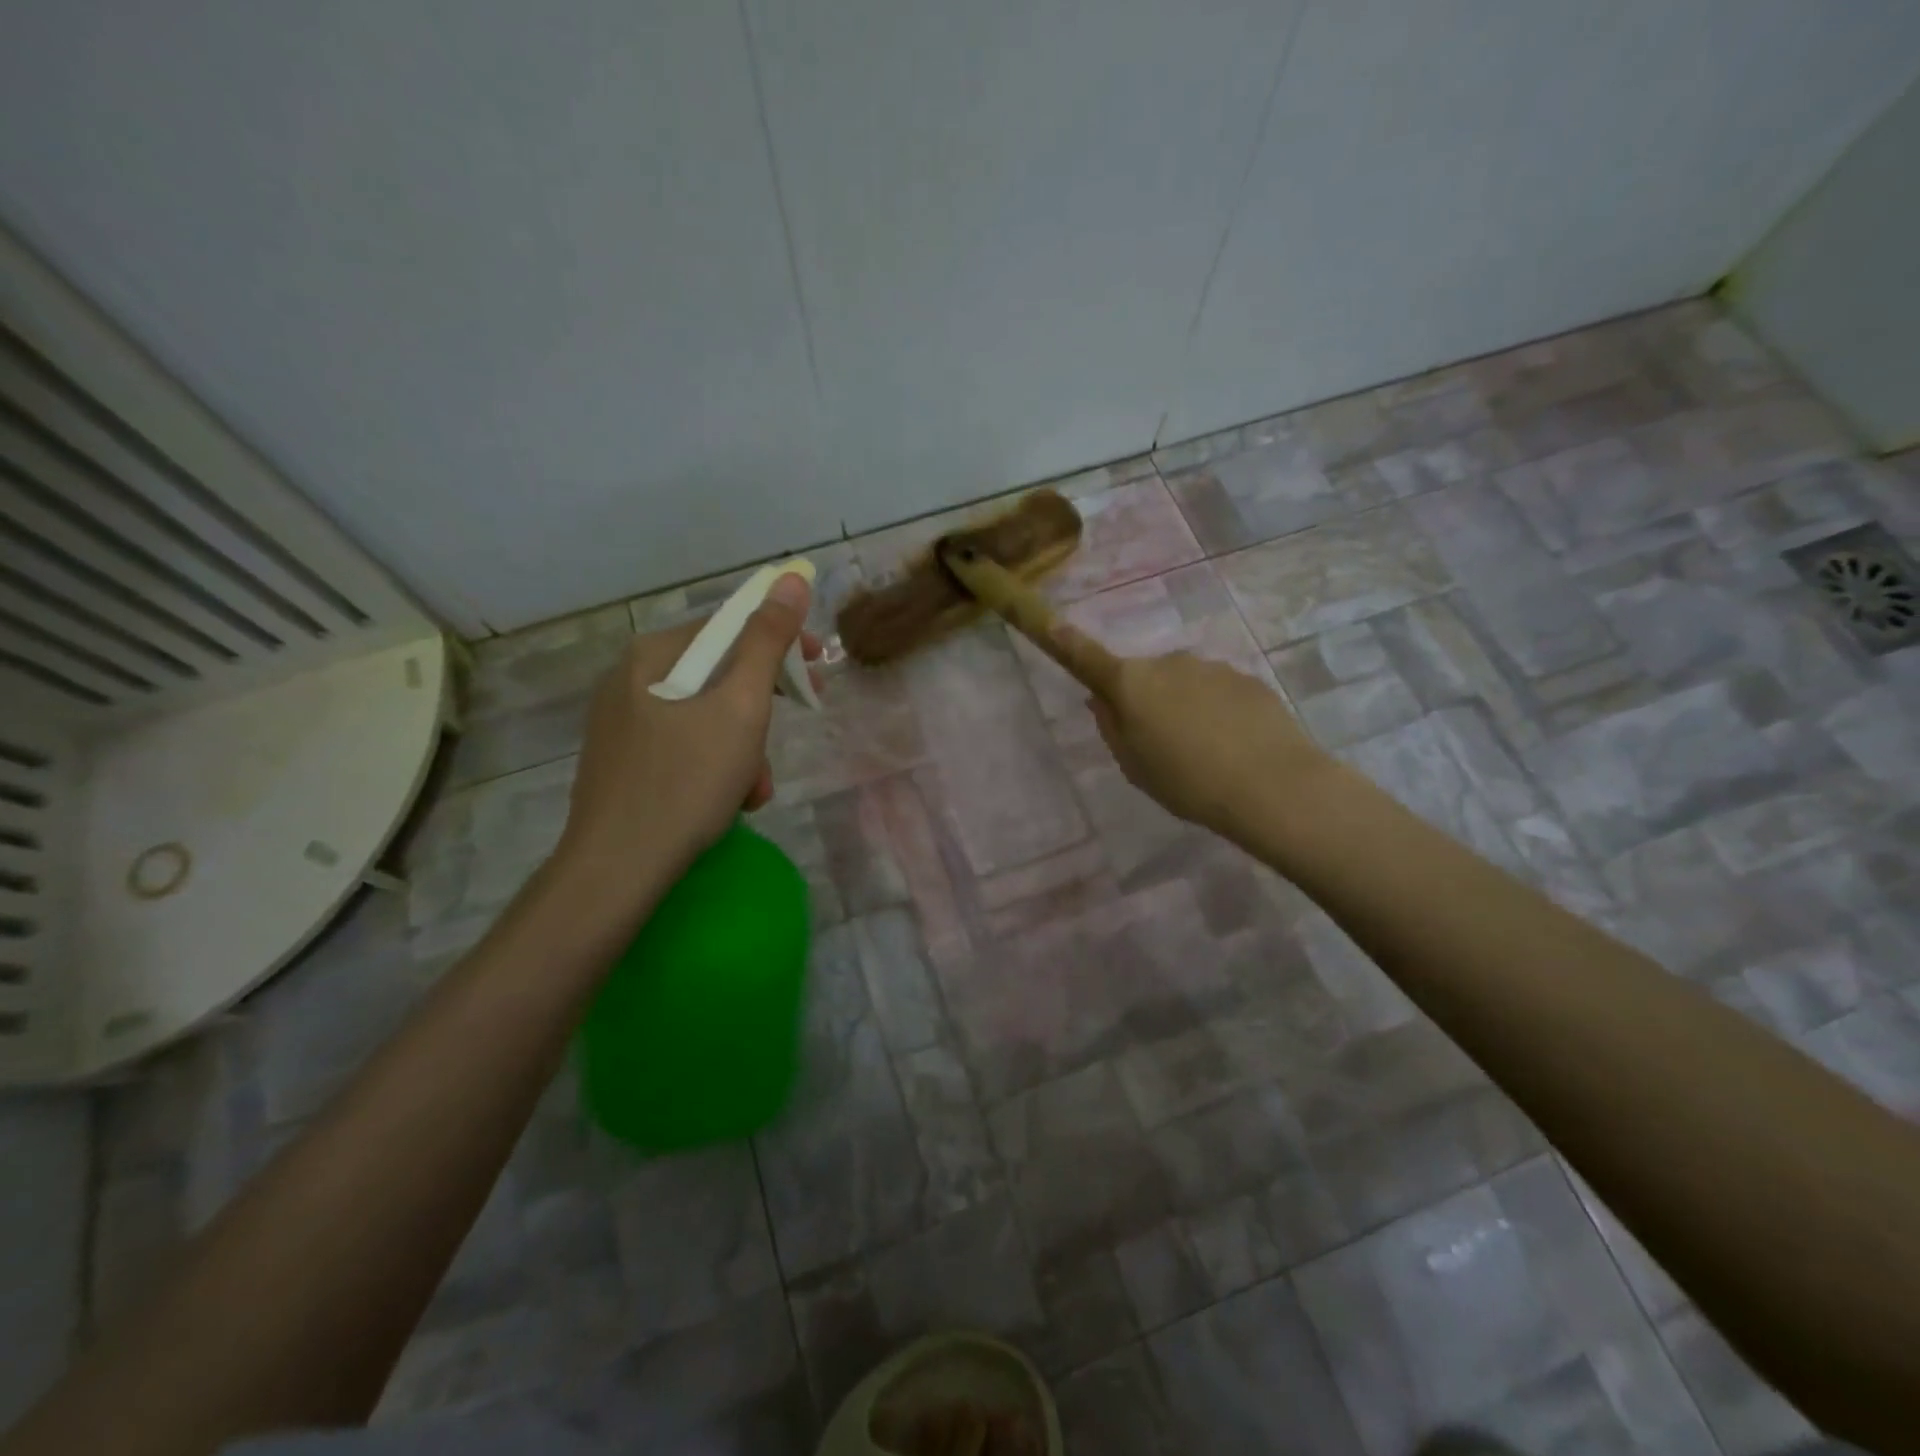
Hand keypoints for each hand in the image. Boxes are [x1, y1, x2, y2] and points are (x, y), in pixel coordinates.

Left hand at [552, 573, 818, 893]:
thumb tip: (790, 578)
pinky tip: (729, 803)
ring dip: (744, 749)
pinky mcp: (623, 762)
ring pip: (705, 717)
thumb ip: (767, 641)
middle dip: (762, 710)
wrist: (617, 869)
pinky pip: (685, 747)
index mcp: (653, 656)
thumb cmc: (686, 782)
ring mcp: (622, 723)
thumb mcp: (741, 708)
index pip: (729, 627)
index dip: (781, 643)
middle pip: (719, 675)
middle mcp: (630, 680)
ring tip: (754, 791)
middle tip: (789, 735)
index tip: (819, 669)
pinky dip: (716, 768)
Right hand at [1067, 639, 1332, 844]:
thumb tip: (1102, 700)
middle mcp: (1168, 663)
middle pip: (1144, 677)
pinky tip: (1233, 746)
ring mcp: (1211, 667)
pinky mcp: (1247, 678)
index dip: (1067, 643)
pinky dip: (1217, 712)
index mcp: (1132, 684)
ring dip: (1184, 707)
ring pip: (1183, 684)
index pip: (1089, 658)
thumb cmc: (1187, 782)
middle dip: (1146, 700)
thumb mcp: (1134, 766)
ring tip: (1204, 753)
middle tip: (1159, 746)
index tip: (1050, 624)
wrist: (1272, 786)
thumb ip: (1113, 728)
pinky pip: (1217, 692)